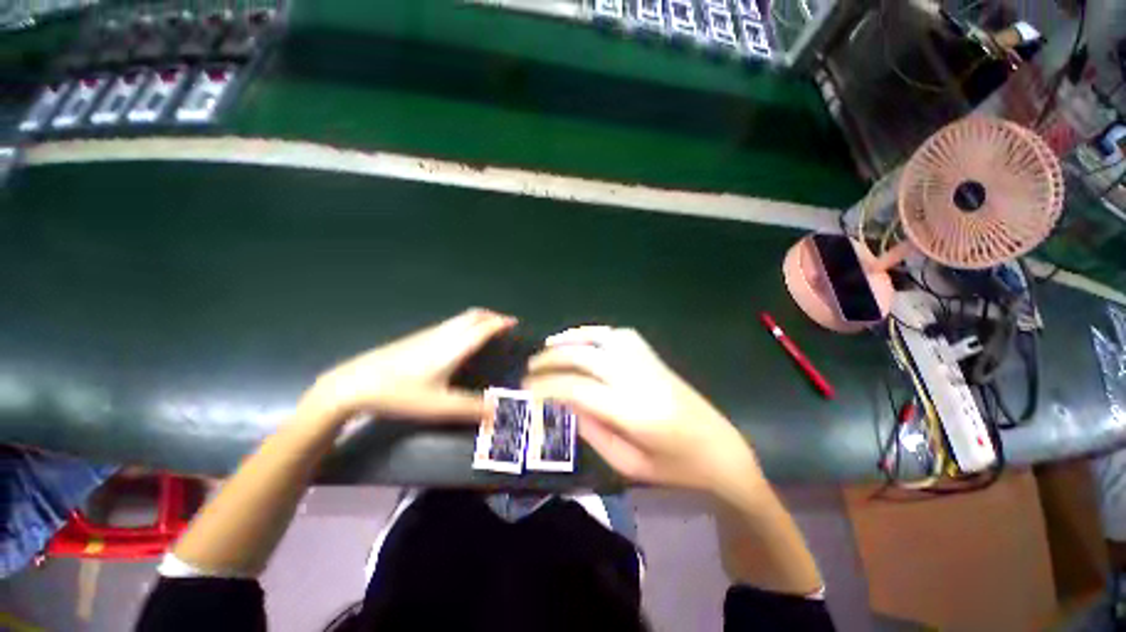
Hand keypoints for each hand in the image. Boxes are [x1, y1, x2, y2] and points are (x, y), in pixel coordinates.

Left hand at [298, 308, 516, 423]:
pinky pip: (450, 324)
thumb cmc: (400, 394)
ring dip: (478, 319)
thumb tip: (500, 413)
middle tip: (504, 324)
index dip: (500, 323)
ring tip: (487, 330)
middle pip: (472, 315)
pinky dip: (465, 325)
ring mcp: (428, 334)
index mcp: (453, 346)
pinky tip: (460, 341)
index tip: (514, 322)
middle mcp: (443, 334)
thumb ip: (471, 409)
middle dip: (491, 316)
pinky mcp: (417, 338)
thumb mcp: (439, 406)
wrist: (353, 384)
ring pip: (460, 318)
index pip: (483, 328)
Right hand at [523, 326, 763, 496]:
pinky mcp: (654, 357)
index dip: (546, 385)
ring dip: (572, 339)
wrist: (719, 448)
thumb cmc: (674, 468)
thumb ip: (592, 431)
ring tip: (550, 345)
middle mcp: (637, 378)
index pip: (576, 388)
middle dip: (551, 358)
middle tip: (531, 366)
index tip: (526, 388)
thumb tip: (564, 402)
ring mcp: (647, 363)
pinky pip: (621, 335)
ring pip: (602, 338)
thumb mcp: (628, 465)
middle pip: (585, 357)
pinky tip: (583, 340)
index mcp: (631, 411)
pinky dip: (596, 333)